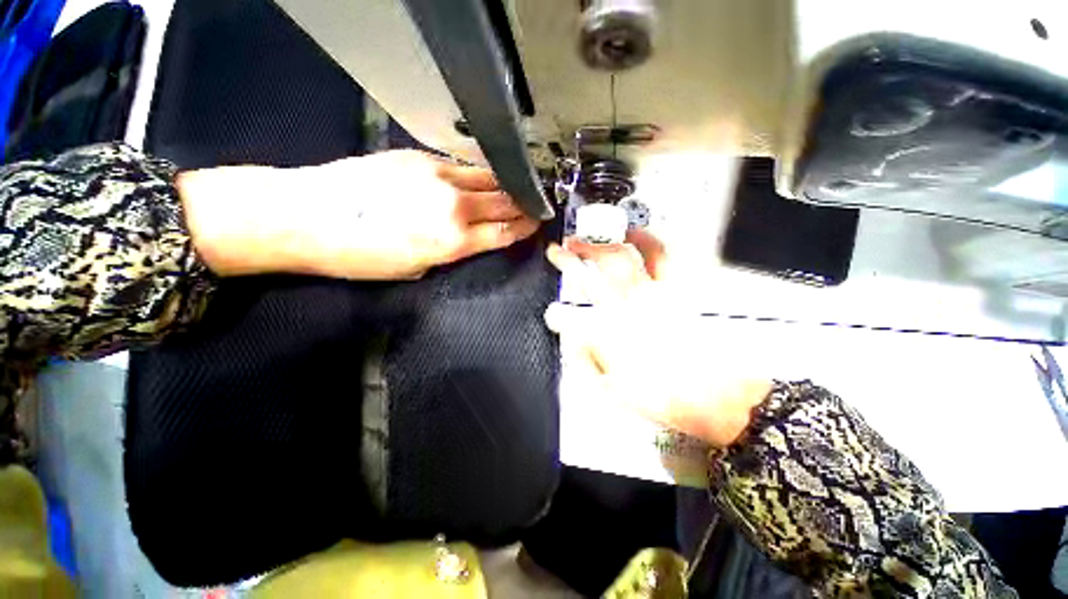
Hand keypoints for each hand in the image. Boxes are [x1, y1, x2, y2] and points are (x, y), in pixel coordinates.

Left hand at [179, 150, 539, 279]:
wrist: (309, 215)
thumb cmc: (361, 256)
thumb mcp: (416, 269)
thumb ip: (451, 252)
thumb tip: (470, 239)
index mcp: (455, 241)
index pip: (505, 231)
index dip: (524, 228)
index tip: (535, 224)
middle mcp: (456, 207)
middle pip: (504, 202)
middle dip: (524, 204)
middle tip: (536, 204)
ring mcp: (440, 177)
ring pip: (489, 179)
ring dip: (508, 184)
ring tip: (519, 186)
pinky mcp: (422, 157)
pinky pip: (464, 165)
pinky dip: (481, 173)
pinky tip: (486, 175)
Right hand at [544, 232, 771, 446]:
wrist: (722, 399)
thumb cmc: (666, 399)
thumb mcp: (616, 392)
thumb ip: (586, 361)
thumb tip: (572, 337)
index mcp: (611, 334)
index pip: (572, 315)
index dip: (556, 311)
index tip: (552, 311)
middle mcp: (630, 308)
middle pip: (596, 271)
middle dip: (572, 256)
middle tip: (561, 249)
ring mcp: (657, 294)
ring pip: (626, 255)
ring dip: (604, 243)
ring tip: (594, 239)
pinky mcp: (681, 290)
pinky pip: (663, 256)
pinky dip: (647, 241)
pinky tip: (636, 237)